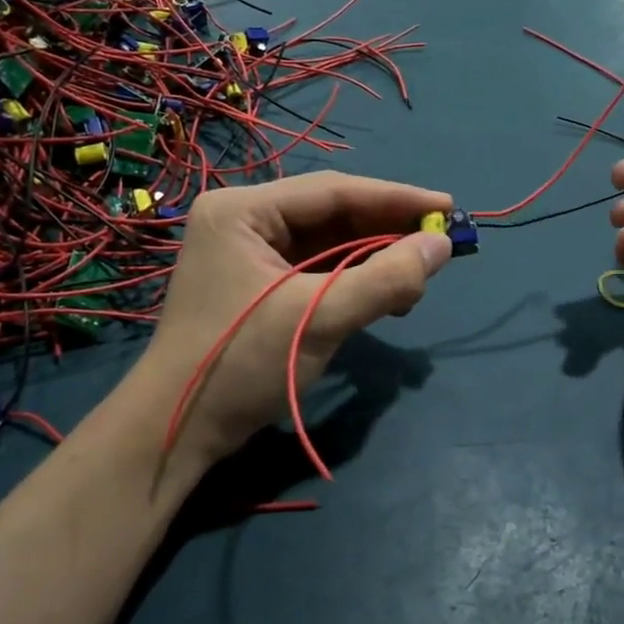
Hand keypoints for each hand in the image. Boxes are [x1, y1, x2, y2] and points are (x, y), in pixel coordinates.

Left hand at [131, 172, 452, 476]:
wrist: (174, 433)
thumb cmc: (240, 366)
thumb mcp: (319, 319)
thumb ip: (384, 279)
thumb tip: (443, 245)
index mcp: (242, 210)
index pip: (332, 191)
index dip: (395, 198)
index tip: (449, 206)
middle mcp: (244, 219)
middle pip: (331, 213)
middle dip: (387, 229)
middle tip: (441, 241)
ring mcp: (248, 252)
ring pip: (328, 241)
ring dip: (374, 256)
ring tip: (417, 276)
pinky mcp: (258, 283)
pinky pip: (317, 267)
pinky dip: (354, 278)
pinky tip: (385, 294)